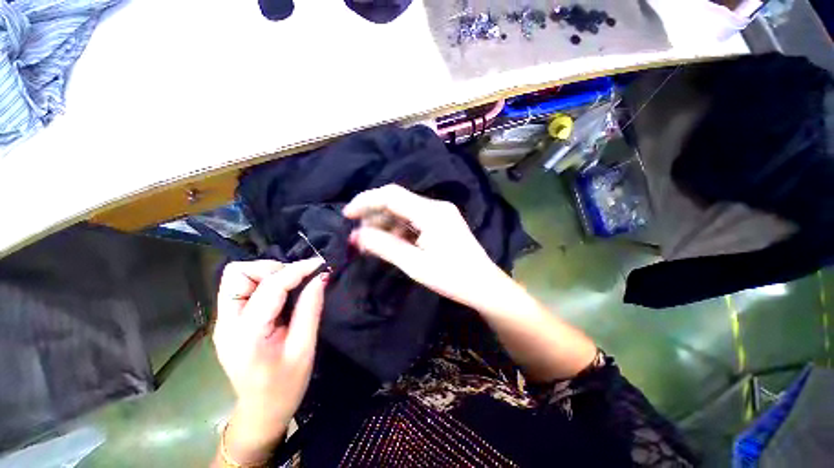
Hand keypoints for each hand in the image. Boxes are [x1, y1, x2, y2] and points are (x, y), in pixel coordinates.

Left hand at [213, 258, 326, 464]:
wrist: (261, 410)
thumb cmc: (286, 385)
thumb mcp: (304, 348)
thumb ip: (310, 309)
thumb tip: (320, 277)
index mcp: (246, 334)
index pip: (270, 286)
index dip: (297, 270)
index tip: (320, 264)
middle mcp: (226, 323)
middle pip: (238, 274)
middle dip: (272, 269)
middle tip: (299, 279)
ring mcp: (224, 321)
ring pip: (238, 277)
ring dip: (267, 274)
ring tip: (292, 285)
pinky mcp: (229, 321)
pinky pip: (243, 288)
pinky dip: (264, 282)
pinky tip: (283, 293)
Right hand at [343, 184, 517, 314]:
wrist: (484, 286)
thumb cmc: (453, 278)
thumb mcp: (415, 265)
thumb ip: (385, 247)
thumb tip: (357, 236)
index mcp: (431, 213)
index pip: (391, 195)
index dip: (366, 201)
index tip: (347, 215)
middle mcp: (436, 207)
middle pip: (397, 201)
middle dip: (374, 215)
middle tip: (358, 235)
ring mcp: (440, 214)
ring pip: (404, 211)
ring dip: (385, 224)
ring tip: (371, 242)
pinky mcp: (441, 222)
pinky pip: (414, 220)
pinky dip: (398, 229)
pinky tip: (390, 243)